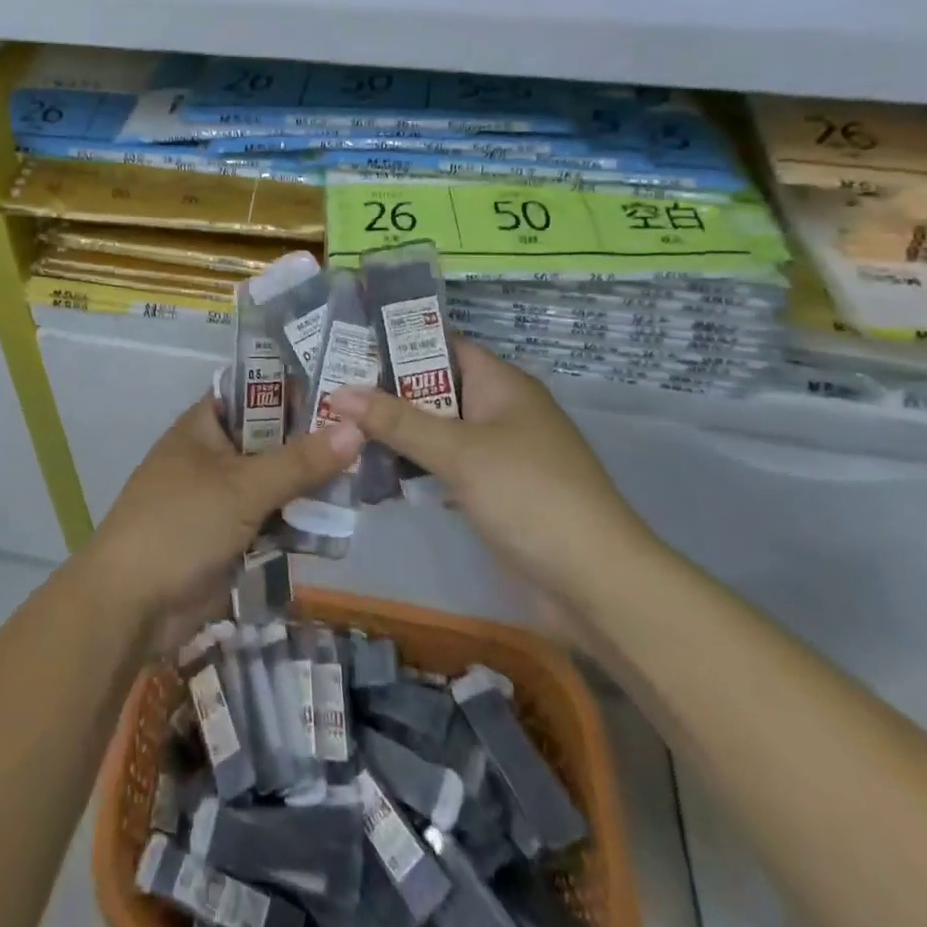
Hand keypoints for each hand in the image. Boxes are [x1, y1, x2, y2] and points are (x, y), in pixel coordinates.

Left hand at [86, 395, 361, 653]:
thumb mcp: (242, 487)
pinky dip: (296, 521)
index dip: (295, 389)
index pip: (255, 392)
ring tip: (366, 480)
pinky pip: (270, 519)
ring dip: (309, 486)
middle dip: (312, 443)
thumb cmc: (180, 526)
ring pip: (274, 482)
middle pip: (270, 440)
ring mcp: (220, 498)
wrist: (130, 606)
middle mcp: (212, 455)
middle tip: (369, 439)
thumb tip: (355, 427)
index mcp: (204, 427)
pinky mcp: (228, 537)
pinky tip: (338, 522)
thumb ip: (299, 461)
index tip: (345, 392)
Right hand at [329, 339, 652, 599]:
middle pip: (435, 389)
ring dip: (396, 432)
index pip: (444, 345)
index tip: (348, 345)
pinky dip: (414, 466)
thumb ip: (396, 421)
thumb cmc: (529, 496)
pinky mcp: (494, 493)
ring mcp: (498, 455)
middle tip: (330, 390)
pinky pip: (445, 466)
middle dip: (386, 391)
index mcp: (502, 385)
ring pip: (437, 431)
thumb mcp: (458, 451)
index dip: (398, 342)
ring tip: (338, 428)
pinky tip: (373, 472)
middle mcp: (500, 412)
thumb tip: (338, 393)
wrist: (596, 584)